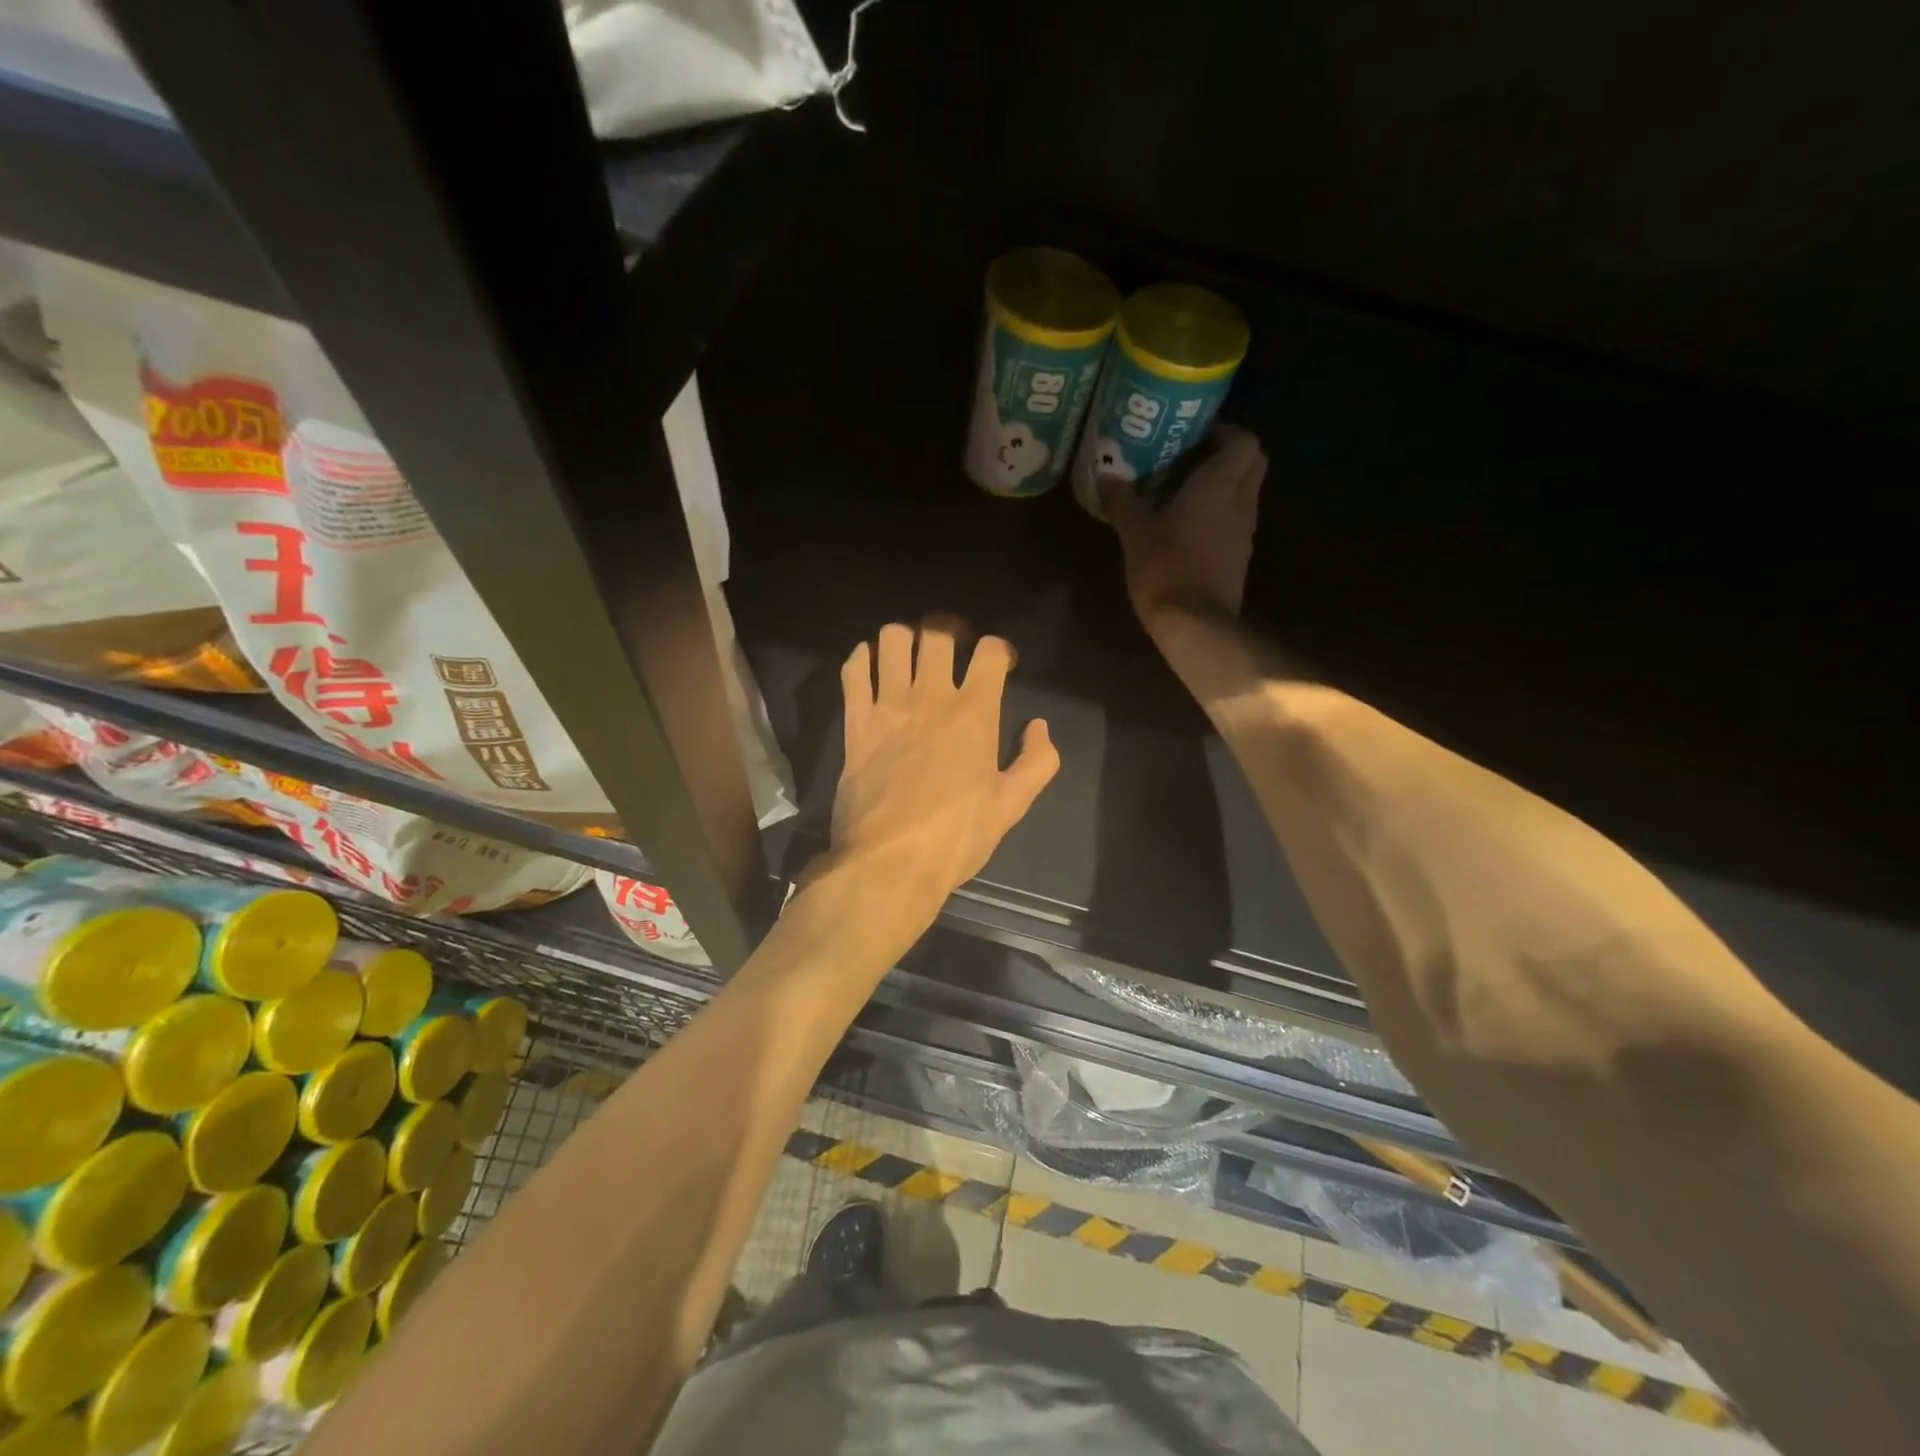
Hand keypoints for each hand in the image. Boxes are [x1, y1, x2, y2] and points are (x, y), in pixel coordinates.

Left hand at [831, 621, 1059, 920]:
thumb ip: (1037, 761)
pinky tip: (870, 668)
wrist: (889, 863)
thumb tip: (1039, 727)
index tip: (1001, 665)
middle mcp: (931, 697)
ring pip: (892, 640)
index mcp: (974, 714)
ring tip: (910, 657)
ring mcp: (888, 706)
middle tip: (954, 651)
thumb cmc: (956, 837)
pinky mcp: (855, 723)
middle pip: (938, 634)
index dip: (1000, 649)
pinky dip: (861, 659)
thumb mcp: (1012, 805)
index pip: (990, 652)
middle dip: (951, 633)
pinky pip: (853, 671)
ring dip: (905, 639)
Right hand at [1101, 423, 1267, 636]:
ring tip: (1183, 490)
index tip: (1194, 433)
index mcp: (1220, 484)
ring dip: (1222, 485)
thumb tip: (1105, 474)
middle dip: (1228, 454)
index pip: (1243, 440)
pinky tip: (1188, 525)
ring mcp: (1244, 531)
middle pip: (1251, 463)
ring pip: (1244, 492)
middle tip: (1191, 457)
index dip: (1224, 431)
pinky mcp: (1239, 557)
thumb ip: (1122, 500)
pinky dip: (1218, 514)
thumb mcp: (1135, 532)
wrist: (1195, 623)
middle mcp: (1241, 501)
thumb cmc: (1166, 568)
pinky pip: (1234, 521)